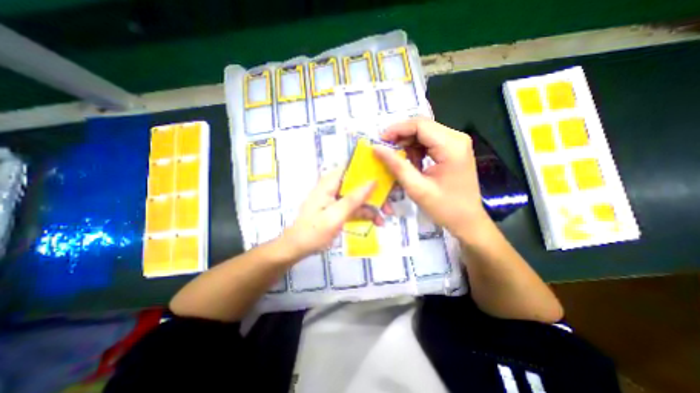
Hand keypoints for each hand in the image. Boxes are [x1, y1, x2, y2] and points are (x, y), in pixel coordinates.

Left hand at [279, 168, 377, 257]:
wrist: (297, 248)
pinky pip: (355, 207)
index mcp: (330, 183)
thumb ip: (354, 198)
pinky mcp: (339, 208)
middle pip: (359, 183)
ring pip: (359, 197)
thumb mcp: (335, 216)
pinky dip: (365, 214)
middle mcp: (334, 187)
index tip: (386, 176)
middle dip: (375, 194)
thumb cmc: (314, 231)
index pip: (352, 167)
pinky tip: (376, 222)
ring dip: (372, 207)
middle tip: (389, 206)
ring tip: (384, 220)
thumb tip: (373, 181)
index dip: (369, 169)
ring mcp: (337, 198)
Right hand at [374, 118, 487, 236]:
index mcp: (451, 146)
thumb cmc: (445, 207)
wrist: (468, 221)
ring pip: (424, 133)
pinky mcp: (453, 150)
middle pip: (422, 127)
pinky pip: (429, 142)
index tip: (379, 140)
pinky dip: (416, 150)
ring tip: (398, 160)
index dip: (397, 129)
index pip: (420, 125)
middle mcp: (456, 138)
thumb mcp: (417, 188)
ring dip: (408, 144)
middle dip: (401, 136)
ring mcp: (456, 143)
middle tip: (385, 150)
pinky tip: (412, 163)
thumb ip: (396, 165)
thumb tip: (376, 148)